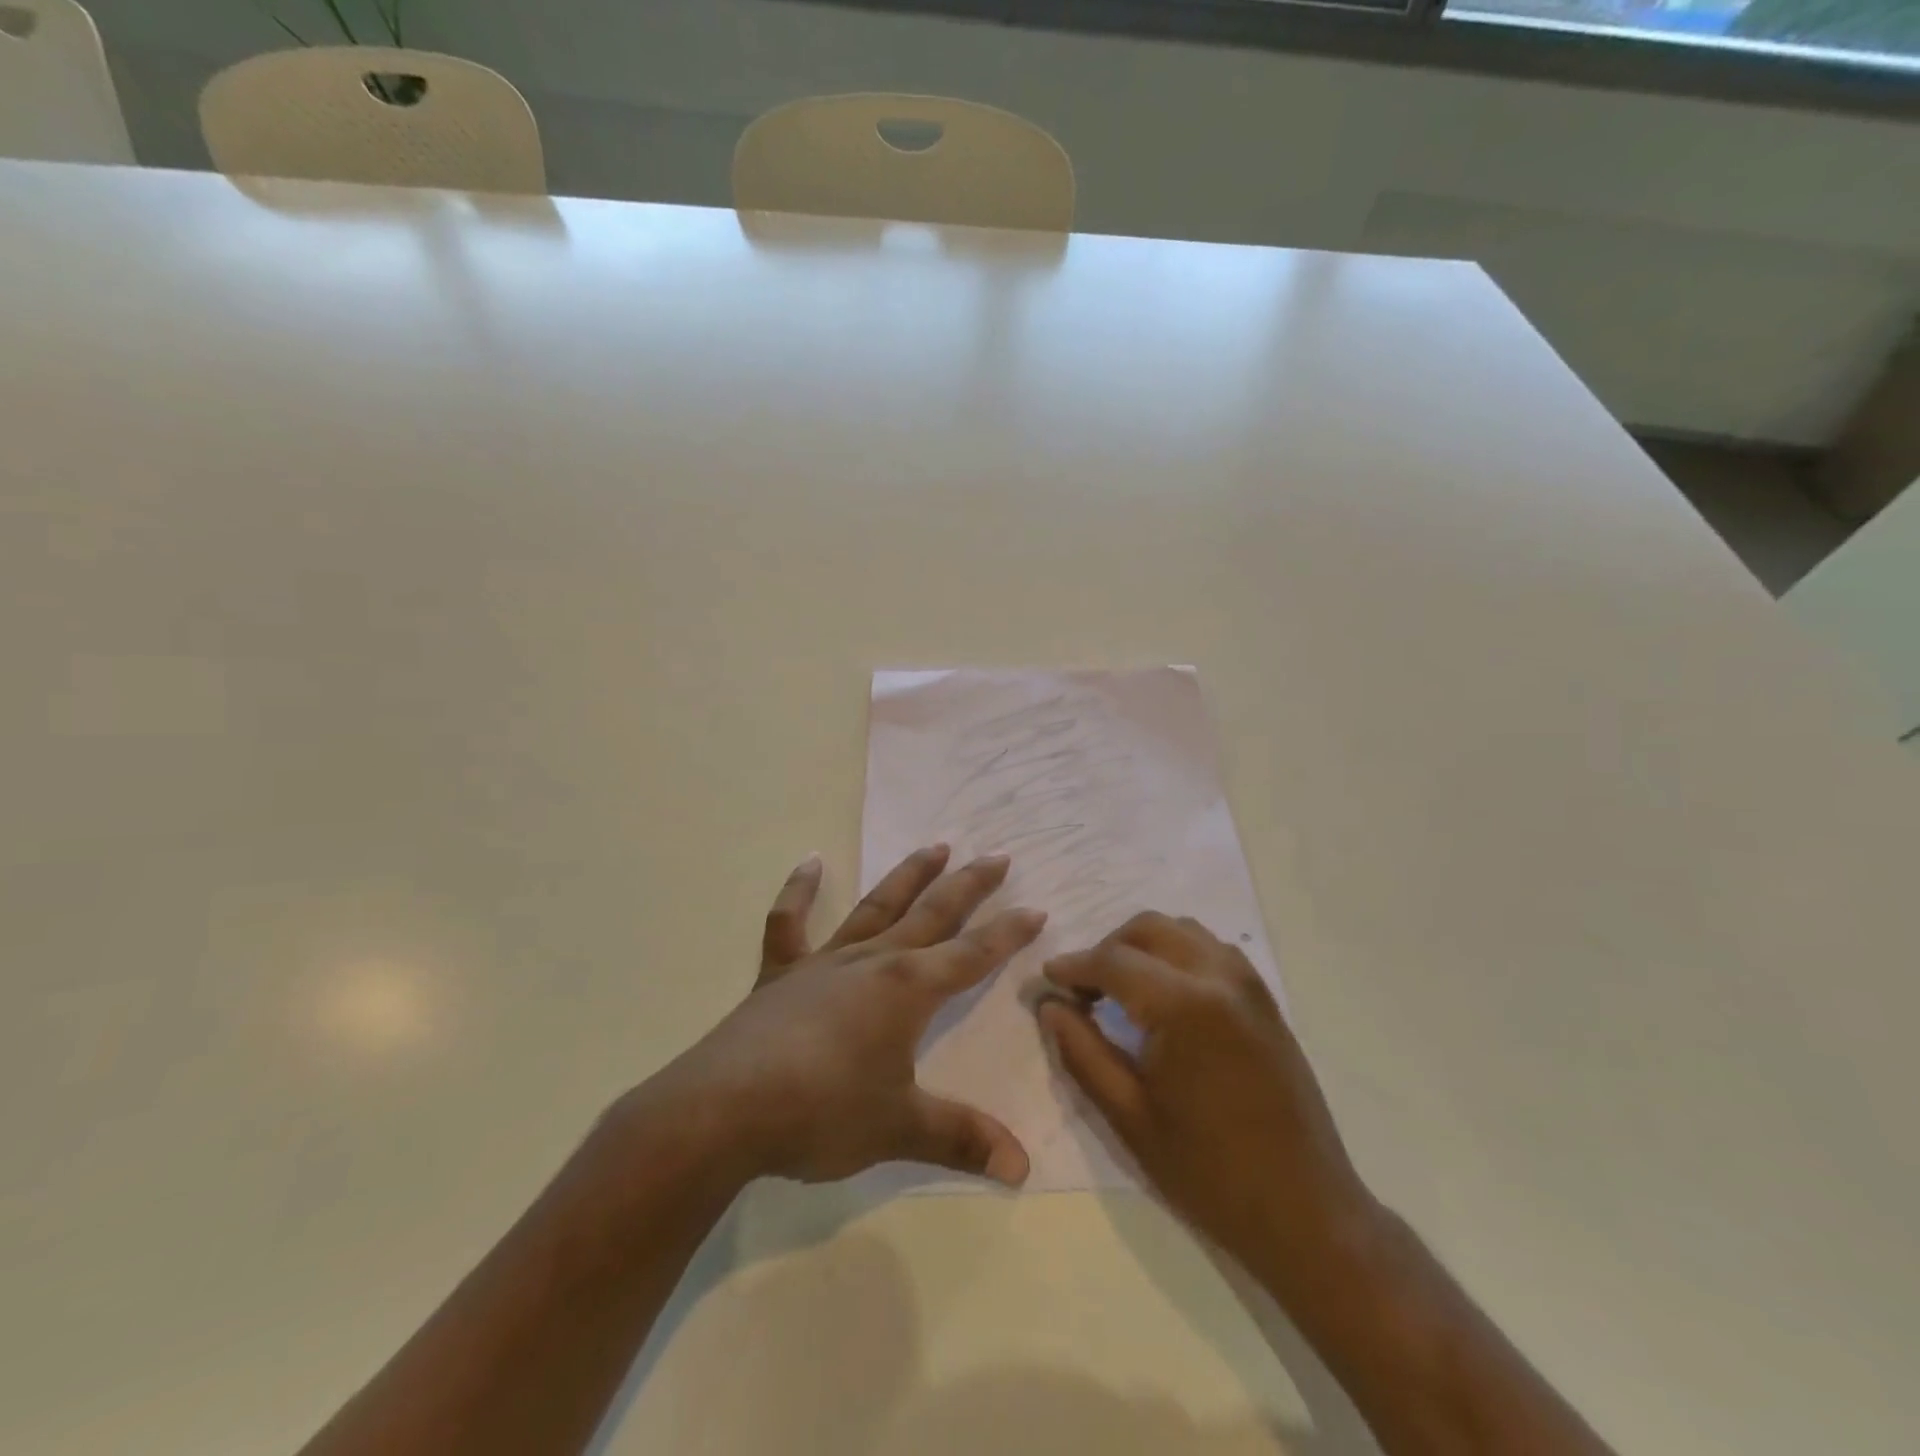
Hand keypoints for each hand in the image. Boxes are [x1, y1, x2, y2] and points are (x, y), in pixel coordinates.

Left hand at [651, 844, 1044, 1186]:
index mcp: (907, 989)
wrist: (725, 1110)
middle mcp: (872, 961)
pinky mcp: (781, 974)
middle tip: (997, 856)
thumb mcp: (900, 1128)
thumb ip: (961, 1139)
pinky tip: (809, 861)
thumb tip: (1021, 1169)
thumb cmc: (822, 1113)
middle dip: (969, 886)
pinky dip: (799, 891)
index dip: (1008, 933)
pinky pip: (790, 922)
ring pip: (876, 906)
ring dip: (908, 876)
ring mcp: (825, 962)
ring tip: (935, 846)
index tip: (1036, 909)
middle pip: (932, 914)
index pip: (972, 954)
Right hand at [1037, 912, 1376, 1290]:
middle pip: (1148, 928)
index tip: (1046, 980)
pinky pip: (1211, 950)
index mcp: (1185, 1005)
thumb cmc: (1209, 1173)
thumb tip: (1048, 1005)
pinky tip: (1163, 996)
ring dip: (1143, 946)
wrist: (1307, 1213)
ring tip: (1120, 990)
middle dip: (1107, 948)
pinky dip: (1176, 954)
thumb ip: (1081, 1051)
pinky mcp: (1265, 999)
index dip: (1073, 966)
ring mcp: (1249, 984)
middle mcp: (1219, 976)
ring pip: (1181, 930)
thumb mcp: (1129, 1116)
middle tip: (1083, 990)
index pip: (1113, 960)